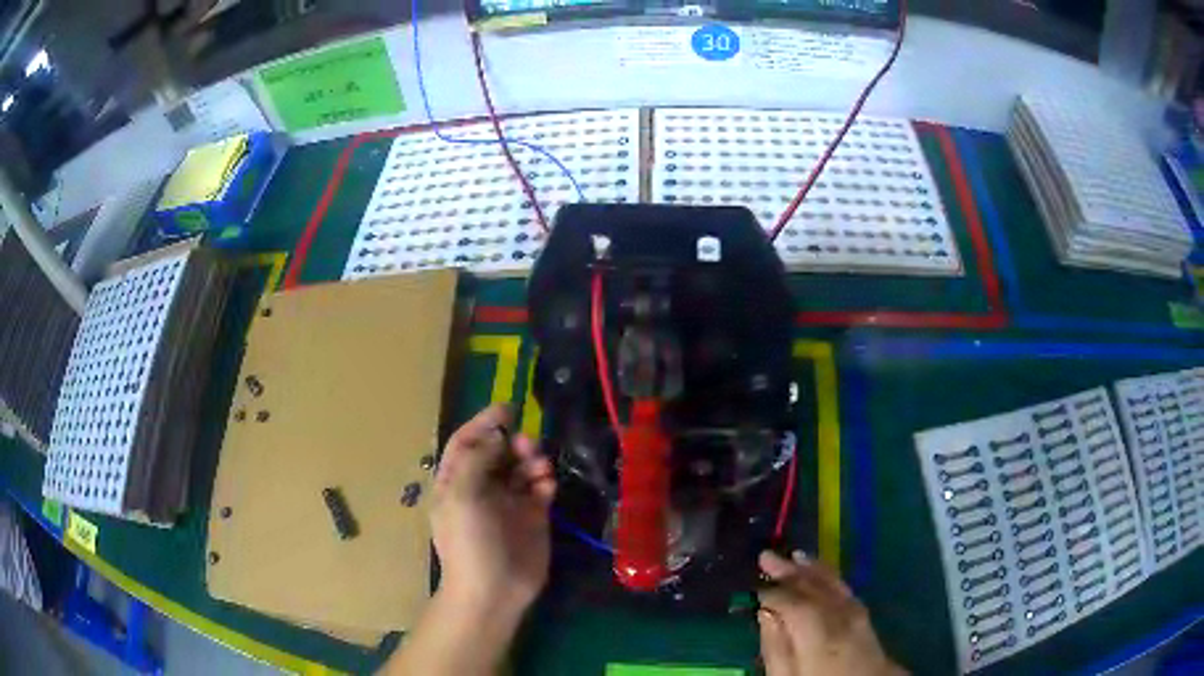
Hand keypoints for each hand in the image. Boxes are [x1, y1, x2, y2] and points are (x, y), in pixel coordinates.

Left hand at [431, 404, 556, 618]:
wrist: (494, 590)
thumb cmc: (469, 542)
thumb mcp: (461, 495)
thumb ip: (477, 459)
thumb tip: (496, 436)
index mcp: (455, 481)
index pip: (466, 442)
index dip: (483, 423)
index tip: (507, 408)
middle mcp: (481, 488)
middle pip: (497, 451)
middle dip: (512, 441)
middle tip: (526, 442)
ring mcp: (508, 503)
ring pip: (522, 468)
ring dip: (531, 459)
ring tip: (539, 464)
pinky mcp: (533, 517)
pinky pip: (541, 488)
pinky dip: (545, 481)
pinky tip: (547, 485)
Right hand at [756, 551, 903, 675]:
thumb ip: (775, 648)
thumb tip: (765, 614)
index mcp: (817, 634)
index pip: (791, 603)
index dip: (771, 593)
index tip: (753, 590)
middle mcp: (839, 617)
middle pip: (813, 589)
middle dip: (789, 572)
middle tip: (766, 556)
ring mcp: (857, 616)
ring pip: (832, 585)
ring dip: (812, 569)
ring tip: (794, 556)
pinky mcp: (866, 619)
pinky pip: (847, 591)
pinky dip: (832, 578)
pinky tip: (824, 575)